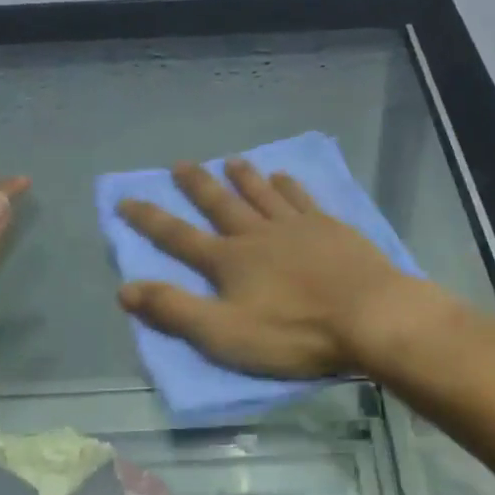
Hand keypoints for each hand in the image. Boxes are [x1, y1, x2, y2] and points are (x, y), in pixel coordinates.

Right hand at [115, 159, 432, 378]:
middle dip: (198, 186)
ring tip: (231, 160)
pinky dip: (288, 186)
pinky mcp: (331, 229)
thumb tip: (125, 290)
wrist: (369, 316)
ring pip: (262, 194)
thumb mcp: (224, 333)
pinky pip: (302, 199)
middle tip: (181, 164)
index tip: (126, 200)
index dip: (149, 219)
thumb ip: (175, 311)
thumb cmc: (294, 333)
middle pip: (221, 204)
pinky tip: (284, 176)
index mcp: (230, 261)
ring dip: (244, 177)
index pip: (179, 237)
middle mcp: (258, 234)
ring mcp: (297, 227)